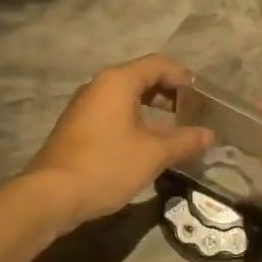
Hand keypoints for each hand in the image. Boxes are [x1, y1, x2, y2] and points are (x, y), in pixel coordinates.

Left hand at [24, 55, 212, 231]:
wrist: (51, 196)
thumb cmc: (106, 166)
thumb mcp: (153, 154)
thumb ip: (184, 141)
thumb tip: (209, 135)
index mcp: (118, 81)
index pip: (158, 64)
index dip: (183, 77)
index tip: (201, 98)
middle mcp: (99, 85)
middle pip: (141, 77)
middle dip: (169, 93)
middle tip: (191, 113)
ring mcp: (85, 105)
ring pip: (126, 96)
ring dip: (151, 107)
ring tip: (173, 129)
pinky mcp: (77, 125)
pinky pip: (112, 111)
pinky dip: (133, 118)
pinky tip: (145, 142)